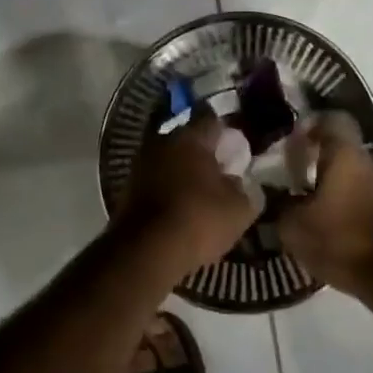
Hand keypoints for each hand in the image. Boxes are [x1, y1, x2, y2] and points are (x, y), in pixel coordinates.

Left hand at [118, 109, 261, 274]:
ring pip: (169, 161)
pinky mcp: (127, 189)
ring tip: (201, 195)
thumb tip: (238, 182)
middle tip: (221, 174)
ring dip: (183, 174)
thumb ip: (245, 189)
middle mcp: (161, 142)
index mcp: (190, 138)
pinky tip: (180, 210)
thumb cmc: (199, 219)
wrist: (146, 251)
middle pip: (188, 141)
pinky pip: (155, 182)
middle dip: (204, 154)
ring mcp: (140, 165)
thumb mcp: (240, 208)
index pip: (213, 121)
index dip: (228, 134)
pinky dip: (168, 191)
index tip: (238, 150)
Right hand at [278, 113, 372, 296]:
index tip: (289, 140)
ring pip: (352, 177)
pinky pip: (364, 200)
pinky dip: (345, 208)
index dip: (308, 125)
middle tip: (288, 178)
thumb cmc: (344, 242)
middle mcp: (371, 164)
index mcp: (347, 156)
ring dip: (331, 188)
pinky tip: (328, 230)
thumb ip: (279, 206)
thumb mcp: (295, 228)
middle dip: (315, 162)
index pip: (331, 120)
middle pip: (340, 151)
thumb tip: (272, 196)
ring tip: (305, 209)